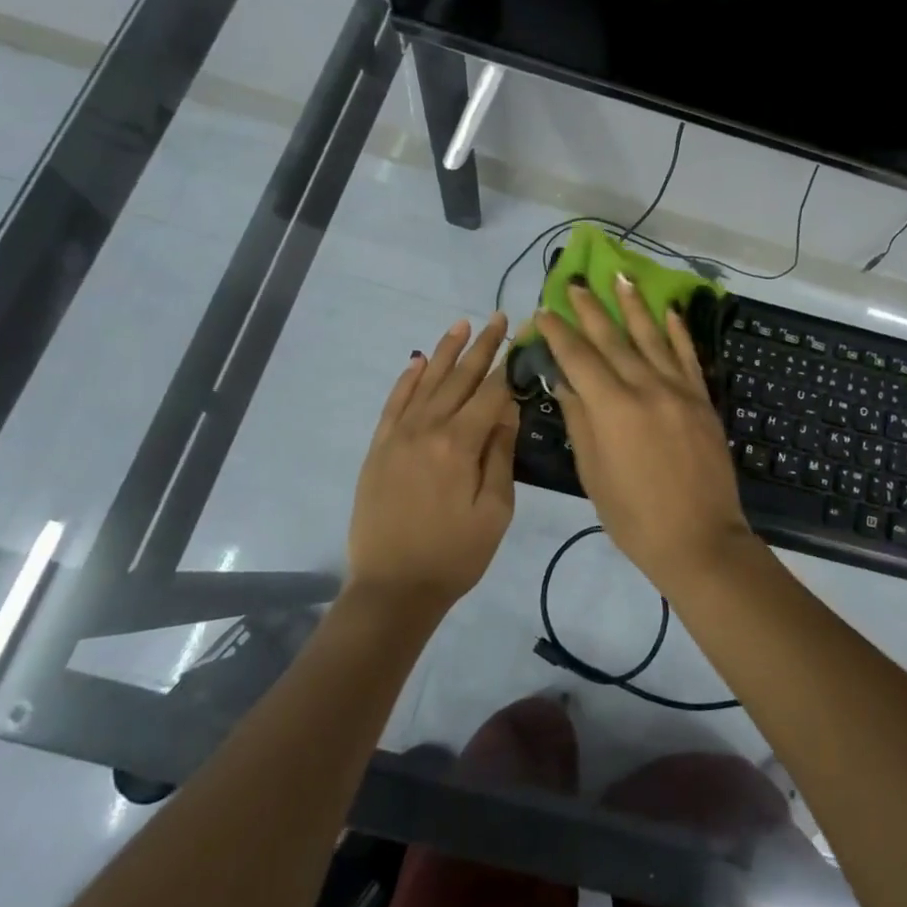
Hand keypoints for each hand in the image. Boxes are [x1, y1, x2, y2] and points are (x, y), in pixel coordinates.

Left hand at [346, 315, 519, 607]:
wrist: (393, 589)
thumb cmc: (455, 555)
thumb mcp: (495, 511)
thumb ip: (500, 455)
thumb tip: (508, 409)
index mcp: (459, 444)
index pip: (492, 392)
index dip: (512, 363)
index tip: (527, 336)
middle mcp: (427, 428)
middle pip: (460, 378)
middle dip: (483, 346)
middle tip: (499, 318)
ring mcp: (398, 436)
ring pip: (426, 382)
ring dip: (446, 351)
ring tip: (463, 324)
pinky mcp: (379, 448)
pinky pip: (394, 403)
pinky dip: (407, 379)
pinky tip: (418, 361)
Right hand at [535, 278, 756, 590]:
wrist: (699, 539)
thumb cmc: (634, 516)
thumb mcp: (593, 472)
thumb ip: (580, 420)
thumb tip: (563, 381)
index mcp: (612, 408)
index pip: (579, 358)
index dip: (558, 333)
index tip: (543, 311)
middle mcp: (646, 388)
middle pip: (612, 339)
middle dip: (590, 309)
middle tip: (574, 282)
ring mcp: (679, 390)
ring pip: (652, 338)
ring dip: (634, 306)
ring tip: (620, 277)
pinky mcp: (702, 399)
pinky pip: (687, 357)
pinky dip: (677, 332)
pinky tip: (668, 312)